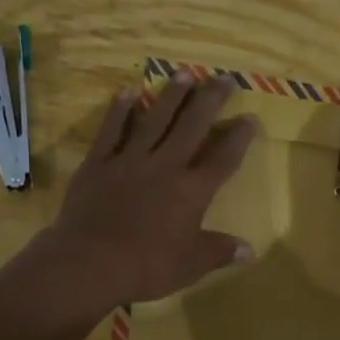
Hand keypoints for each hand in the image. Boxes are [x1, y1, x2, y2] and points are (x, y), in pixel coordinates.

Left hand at [34, 72, 256, 315]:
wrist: (89, 262)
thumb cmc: (146, 267)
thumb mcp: (190, 266)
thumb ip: (219, 252)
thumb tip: (250, 250)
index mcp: (192, 192)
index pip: (222, 159)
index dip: (238, 138)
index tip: (250, 118)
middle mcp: (165, 166)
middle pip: (192, 127)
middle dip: (210, 101)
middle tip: (223, 78)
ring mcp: (129, 160)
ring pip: (155, 120)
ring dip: (171, 96)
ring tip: (184, 72)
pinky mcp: (98, 163)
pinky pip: (111, 130)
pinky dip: (120, 110)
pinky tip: (129, 91)